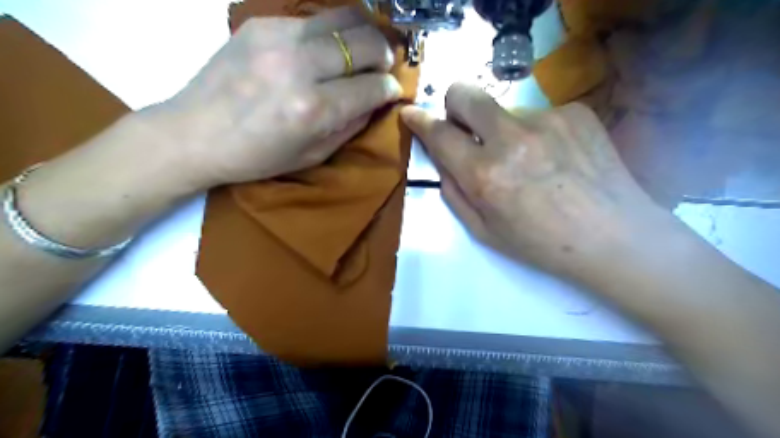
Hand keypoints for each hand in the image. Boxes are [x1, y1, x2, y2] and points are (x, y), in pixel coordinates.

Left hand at [142, 6, 401, 191]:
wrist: (194, 134)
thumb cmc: (257, 156)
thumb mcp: (313, 155)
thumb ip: (351, 125)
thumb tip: (375, 101)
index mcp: (313, 109)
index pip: (371, 87)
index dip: (390, 87)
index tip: (393, 89)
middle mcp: (299, 67)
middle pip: (364, 42)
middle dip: (384, 54)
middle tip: (384, 66)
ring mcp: (278, 38)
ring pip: (343, 17)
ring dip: (364, 32)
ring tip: (364, 49)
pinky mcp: (261, 24)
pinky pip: (313, 19)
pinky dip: (331, 32)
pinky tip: (326, 49)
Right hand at [402, 82, 669, 283]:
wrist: (614, 237)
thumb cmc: (541, 244)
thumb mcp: (484, 232)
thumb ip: (454, 192)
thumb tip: (444, 160)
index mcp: (486, 175)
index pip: (440, 134)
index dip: (419, 121)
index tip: (411, 114)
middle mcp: (512, 138)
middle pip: (466, 94)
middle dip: (454, 105)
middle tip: (466, 128)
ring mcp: (547, 119)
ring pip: (505, 110)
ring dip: (503, 130)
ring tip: (529, 161)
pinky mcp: (575, 112)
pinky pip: (538, 114)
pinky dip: (536, 132)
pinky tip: (555, 158)